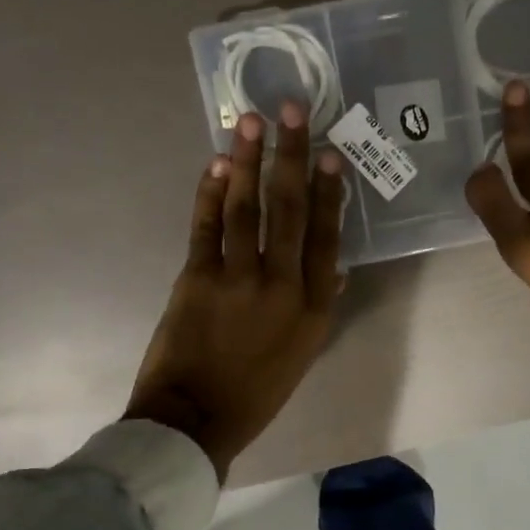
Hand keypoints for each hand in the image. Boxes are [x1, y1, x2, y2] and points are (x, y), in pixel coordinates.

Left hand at [126, 104, 347, 480]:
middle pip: (289, 210)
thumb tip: (333, 267)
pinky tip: (218, 163)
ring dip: (250, 161)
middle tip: (294, 109)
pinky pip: (206, 226)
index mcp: (313, 308)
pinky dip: (211, 192)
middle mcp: (281, 285)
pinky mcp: (196, 278)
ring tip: (253, 121)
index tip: (330, 154)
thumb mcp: (302, 354)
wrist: (196, 419)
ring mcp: (237, 279)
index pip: (325, 237)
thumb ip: (318, 306)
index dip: (328, 192)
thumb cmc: (256, 393)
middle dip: (292, 156)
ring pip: (247, 209)